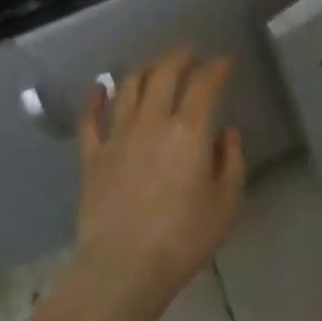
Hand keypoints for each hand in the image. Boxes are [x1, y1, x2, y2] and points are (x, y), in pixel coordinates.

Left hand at [74, 47, 245, 306]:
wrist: (124, 267)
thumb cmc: (184, 237)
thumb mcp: (226, 203)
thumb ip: (230, 161)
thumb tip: (225, 133)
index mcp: (189, 130)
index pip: (204, 85)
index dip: (216, 68)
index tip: (224, 62)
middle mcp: (152, 121)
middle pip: (164, 73)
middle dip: (179, 57)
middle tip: (189, 53)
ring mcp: (118, 136)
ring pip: (129, 87)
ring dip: (144, 69)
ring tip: (154, 66)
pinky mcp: (92, 156)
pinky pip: (90, 119)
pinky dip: (96, 99)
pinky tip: (100, 88)